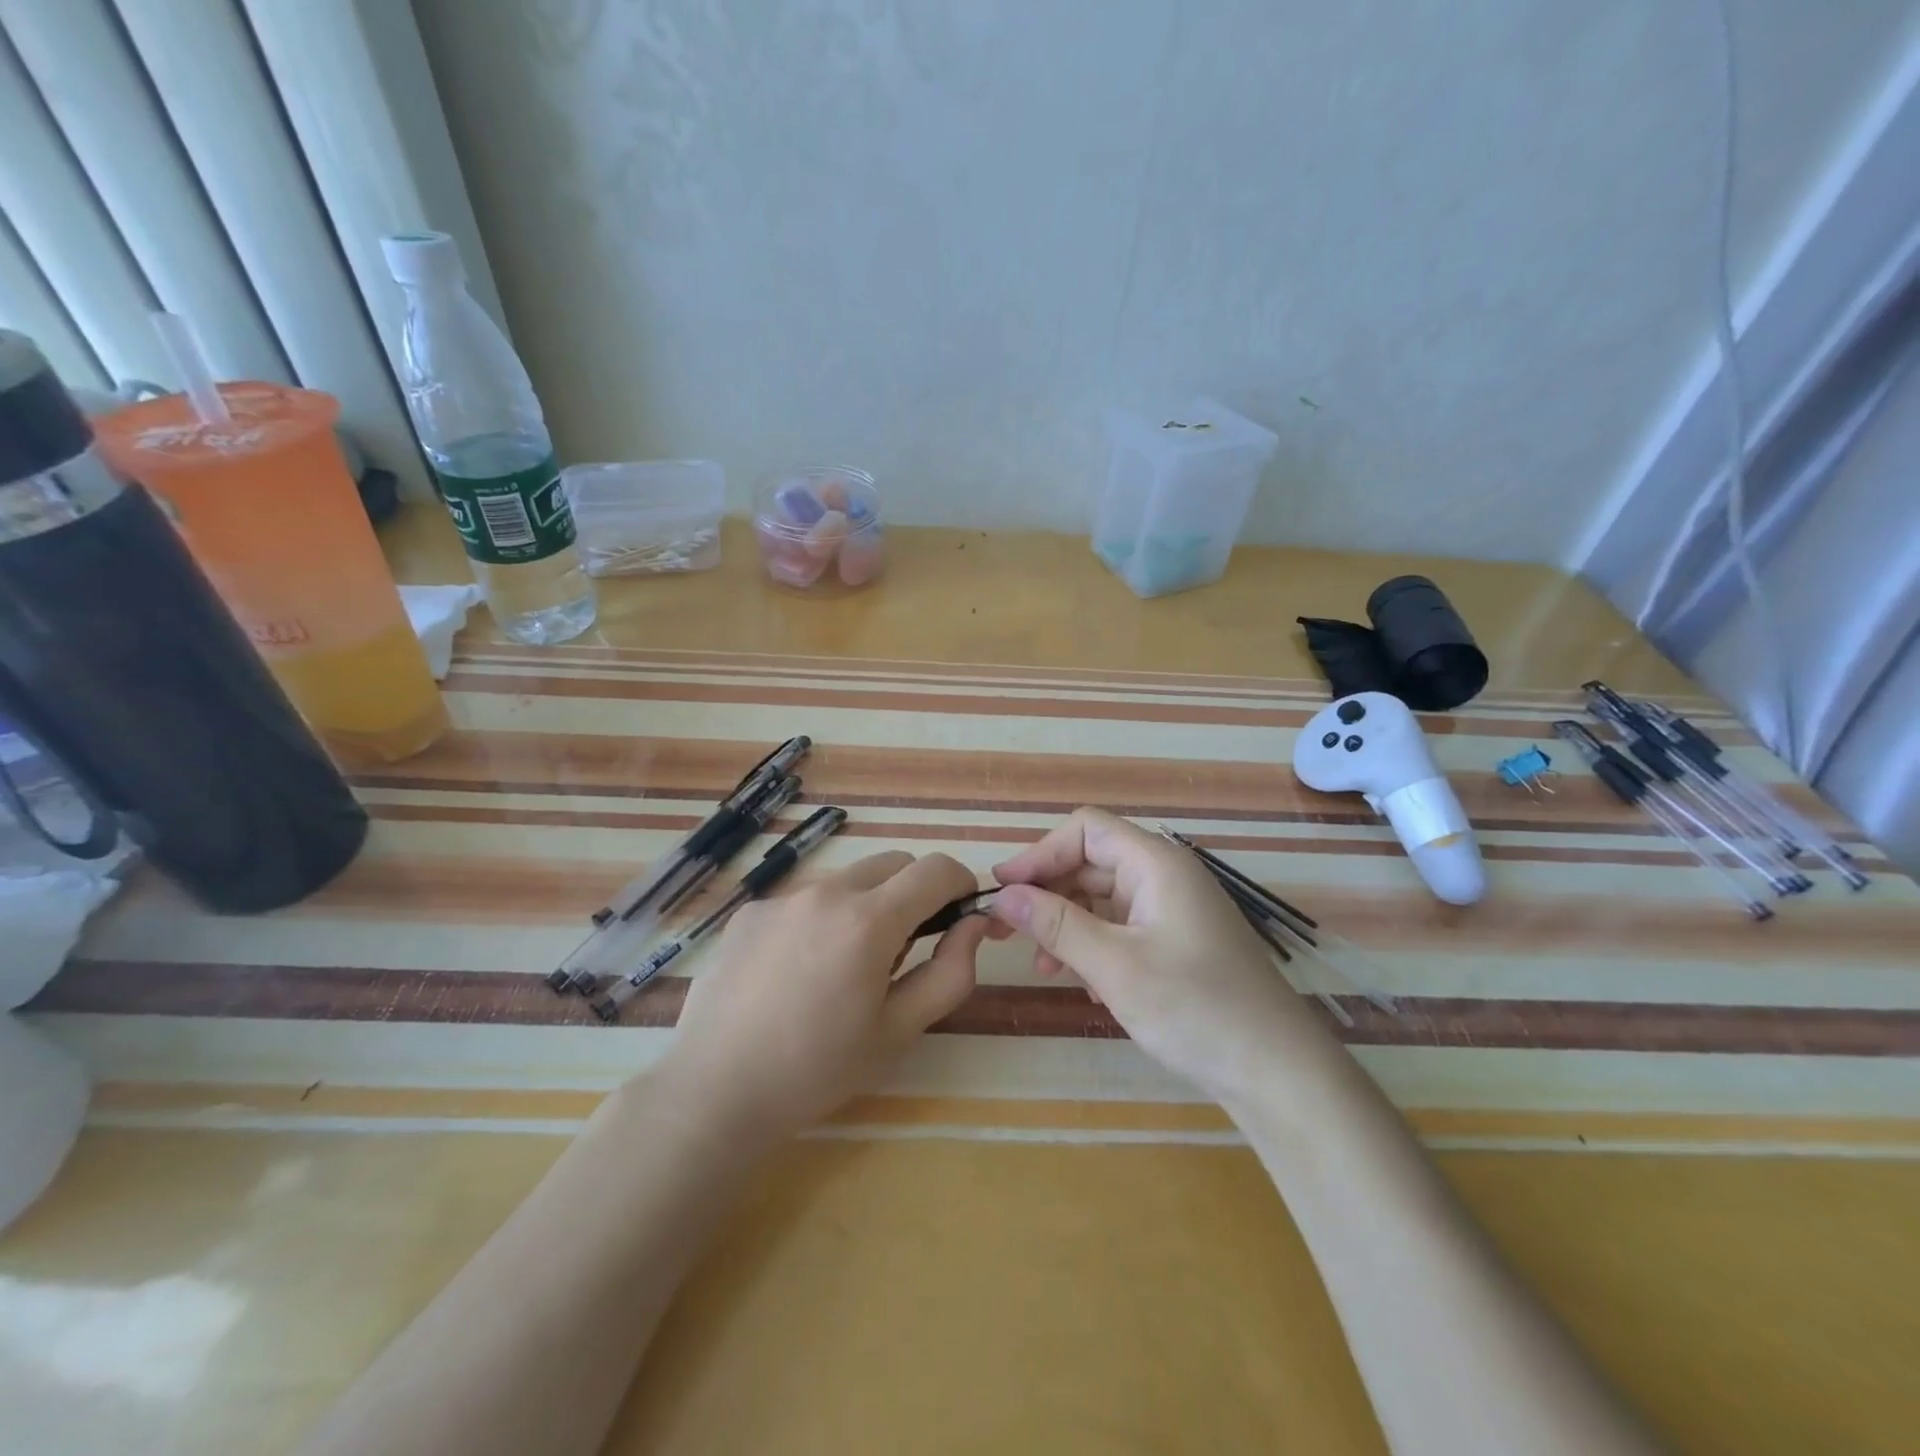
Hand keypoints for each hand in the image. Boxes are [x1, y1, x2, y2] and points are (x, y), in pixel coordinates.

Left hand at [659, 850, 986, 1144]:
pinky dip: (821, 919)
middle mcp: (826, 892)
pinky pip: (805, 899)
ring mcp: (782, 898)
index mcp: (869, 920)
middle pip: (893, 864)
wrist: (714, 1091)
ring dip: (866, 905)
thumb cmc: (819, 1069)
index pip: (936, 869)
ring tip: (845, 967)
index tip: (962, 914)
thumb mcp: (900, 1030)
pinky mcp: (750, 912)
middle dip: (915, 892)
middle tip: (905, 950)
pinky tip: (797, 973)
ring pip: (848, 880)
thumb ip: (951, 971)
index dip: (961, 884)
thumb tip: (974, 924)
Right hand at [989, 808, 1332, 1101]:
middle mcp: (1165, 875)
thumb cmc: (1195, 1009)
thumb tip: (1002, 896)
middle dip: (1048, 894)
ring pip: (1103, 898)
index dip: (1039, 854)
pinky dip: (1095, 946)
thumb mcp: (1114, 966)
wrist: (1278, 1073)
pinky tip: (1087, 986)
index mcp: (1156, 864)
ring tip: (1045, 969)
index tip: (1003, 892)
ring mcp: (1174, 909)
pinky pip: (1123, 927)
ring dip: (1068, 925)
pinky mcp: (1179, 941)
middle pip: (1091, 863)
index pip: (1085, 830)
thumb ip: (1055, 925)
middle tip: (1008, 934)